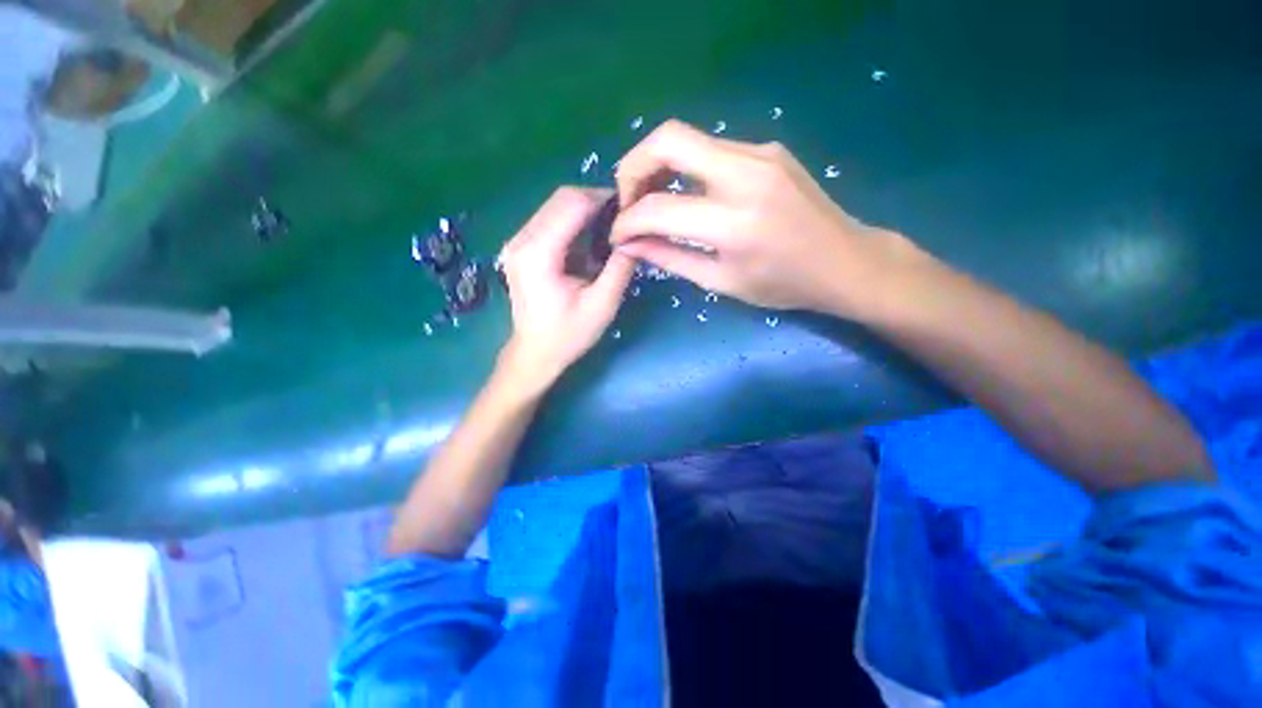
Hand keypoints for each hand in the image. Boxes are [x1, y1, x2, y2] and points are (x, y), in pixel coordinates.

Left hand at [497, 187, 636, 389]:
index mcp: (538, 254)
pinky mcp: (520, 248)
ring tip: (610, 229)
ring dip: (585, 211)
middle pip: (561, 199)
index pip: (572, 205)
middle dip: (595, 202)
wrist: (535, 353)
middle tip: (622, 219)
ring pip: (554, 206)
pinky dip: (573, 222)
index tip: (629, 208)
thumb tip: (636, 235)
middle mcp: (521, 240)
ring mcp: (516, 242)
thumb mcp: (602, 305)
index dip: (603, 200)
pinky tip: (590, 240)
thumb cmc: (568, 335)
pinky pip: (549, 220)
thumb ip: (620, 267)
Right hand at [611, 120, 922, 316]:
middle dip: (633, 167)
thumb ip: (670, 259)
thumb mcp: (721, 282)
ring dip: (657, 164)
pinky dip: (686, 168)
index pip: (659, 208)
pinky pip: (711, 149)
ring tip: (650, 198)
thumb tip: (629, 246)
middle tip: (628, 200)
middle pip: (668, 140)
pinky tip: (687, 194)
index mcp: (734, 223)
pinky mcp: (768, 148)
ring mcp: (760, 153)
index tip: (617, 234)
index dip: (628, 221)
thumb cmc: (783, 284)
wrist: (845, 261)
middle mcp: (746, 174)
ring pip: (688, 139)